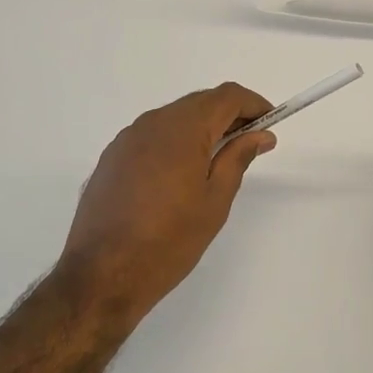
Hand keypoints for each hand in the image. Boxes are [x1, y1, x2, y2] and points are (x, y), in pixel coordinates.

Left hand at [58, 83, 275, 328]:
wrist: (101, 276)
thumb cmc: (169, 240)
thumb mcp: (215, 201)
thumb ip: (238, 158)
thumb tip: (260, 134)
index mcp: (182, 128)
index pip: (226, 96)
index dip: (253, 103)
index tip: (271, 122)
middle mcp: (153, 123)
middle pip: (200, 102)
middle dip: (229, 115)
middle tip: (250, 142)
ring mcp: (127, 138)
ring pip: (175, 117)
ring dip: (201, 127)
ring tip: (218, 160)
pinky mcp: (112, 157)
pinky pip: (153, 135)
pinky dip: (176, 141)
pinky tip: (181, 173)